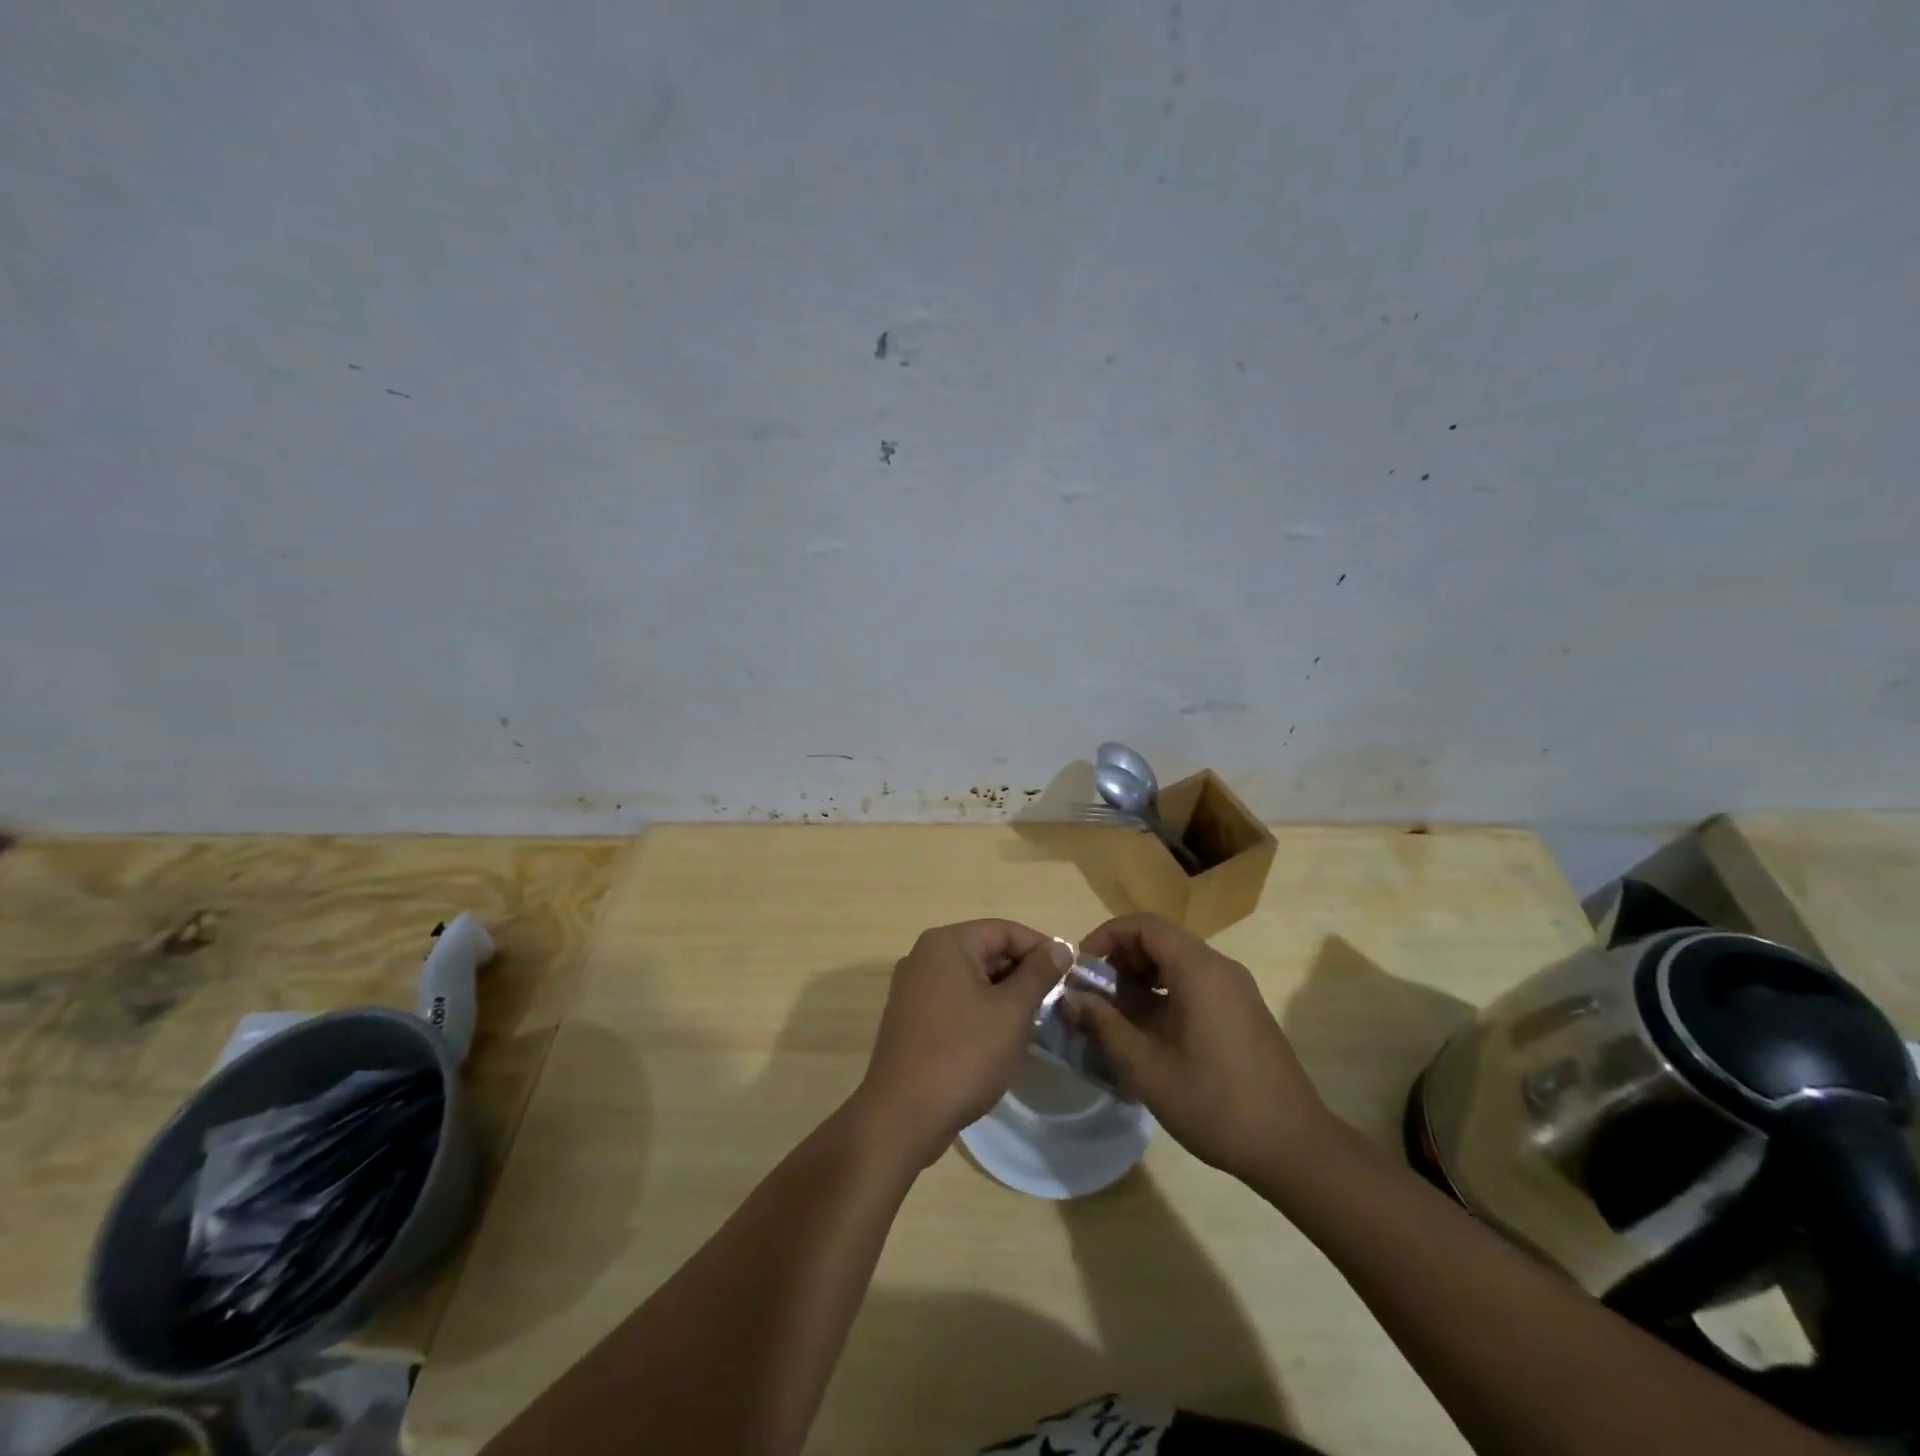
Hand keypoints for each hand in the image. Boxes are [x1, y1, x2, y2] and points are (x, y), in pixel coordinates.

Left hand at [855, 920, 1071, 1165]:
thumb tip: (1060, 948)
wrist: (903, 1116)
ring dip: (1005, 995)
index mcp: (947, 943)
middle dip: (1023, 974)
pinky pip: (956, 1000)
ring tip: (1034, 1023)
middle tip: (1055, 1003)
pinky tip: (1001, 1039)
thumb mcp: (1011, 1011)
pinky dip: (982, 1011)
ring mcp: (914, 988)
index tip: (1070, 976)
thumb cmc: (963, 1054)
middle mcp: (924, 956)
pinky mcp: (912, 1018)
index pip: (1005, 931)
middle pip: (987, 951)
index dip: (1041, 949)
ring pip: (972, 978)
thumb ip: (1038, 974)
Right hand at [1070, 913, 1332, 1186]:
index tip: (1081, 969)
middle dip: (1121, 958)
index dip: (1106, 937)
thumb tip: (1072, 998)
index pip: (1144, 926)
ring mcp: (1236, 988)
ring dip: (1141, 976)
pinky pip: (1195, 981)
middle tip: (1094, 994)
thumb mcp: (1146, 1067)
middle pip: (1160, 939)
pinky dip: (1164, 991)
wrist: (1294, 1147)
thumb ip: (1104, 1025)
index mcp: (1198, 970)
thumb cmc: (1214, 1104)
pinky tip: (1150, 1030)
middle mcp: (1220, 967)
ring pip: (1177, 960)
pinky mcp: (1243, 1009)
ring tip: (1116, 1014)